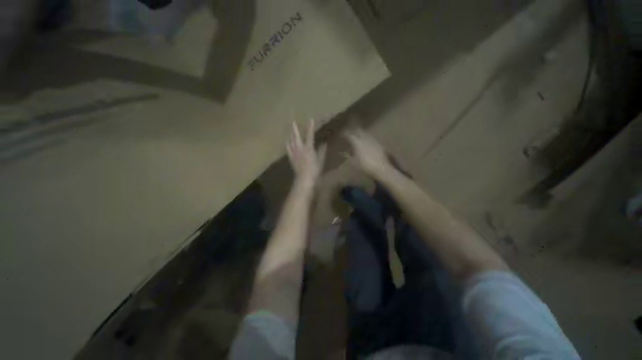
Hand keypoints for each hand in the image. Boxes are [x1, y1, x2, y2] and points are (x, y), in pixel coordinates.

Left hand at [287, 120, 326, 186]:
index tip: (310, 120)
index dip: (310, 127)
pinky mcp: (291, 158)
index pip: (310, 135)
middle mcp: (300, 149)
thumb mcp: (321, 161)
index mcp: (308, 148)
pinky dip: (288, 144)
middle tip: (293, 122)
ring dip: (291, 135)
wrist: (304, 179)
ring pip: (291, 141)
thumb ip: (322, 151)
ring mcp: (294, 153)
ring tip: (291, 131)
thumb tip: (324, 144)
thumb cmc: (314, 170)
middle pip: (296, 136)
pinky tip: (288, 142)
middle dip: (295, 129)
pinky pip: (288, 149)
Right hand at [344, 128, 391, 176]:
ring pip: (366, 133)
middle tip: (350, 133)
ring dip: (361, 134)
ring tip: (358, 136)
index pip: (350, 135)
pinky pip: (371, 138)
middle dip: (354, 131)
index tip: (342, 134)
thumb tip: (344, 153)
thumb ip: (349, 156)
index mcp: (358, 143)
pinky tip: (366, 143)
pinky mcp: (379, 144)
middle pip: (359, 131)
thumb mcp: (354, 162)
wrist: (382, 168)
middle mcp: (365, 139)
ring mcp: (373, 140)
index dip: (345, 134)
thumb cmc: (366, 166)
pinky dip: (367, 138)